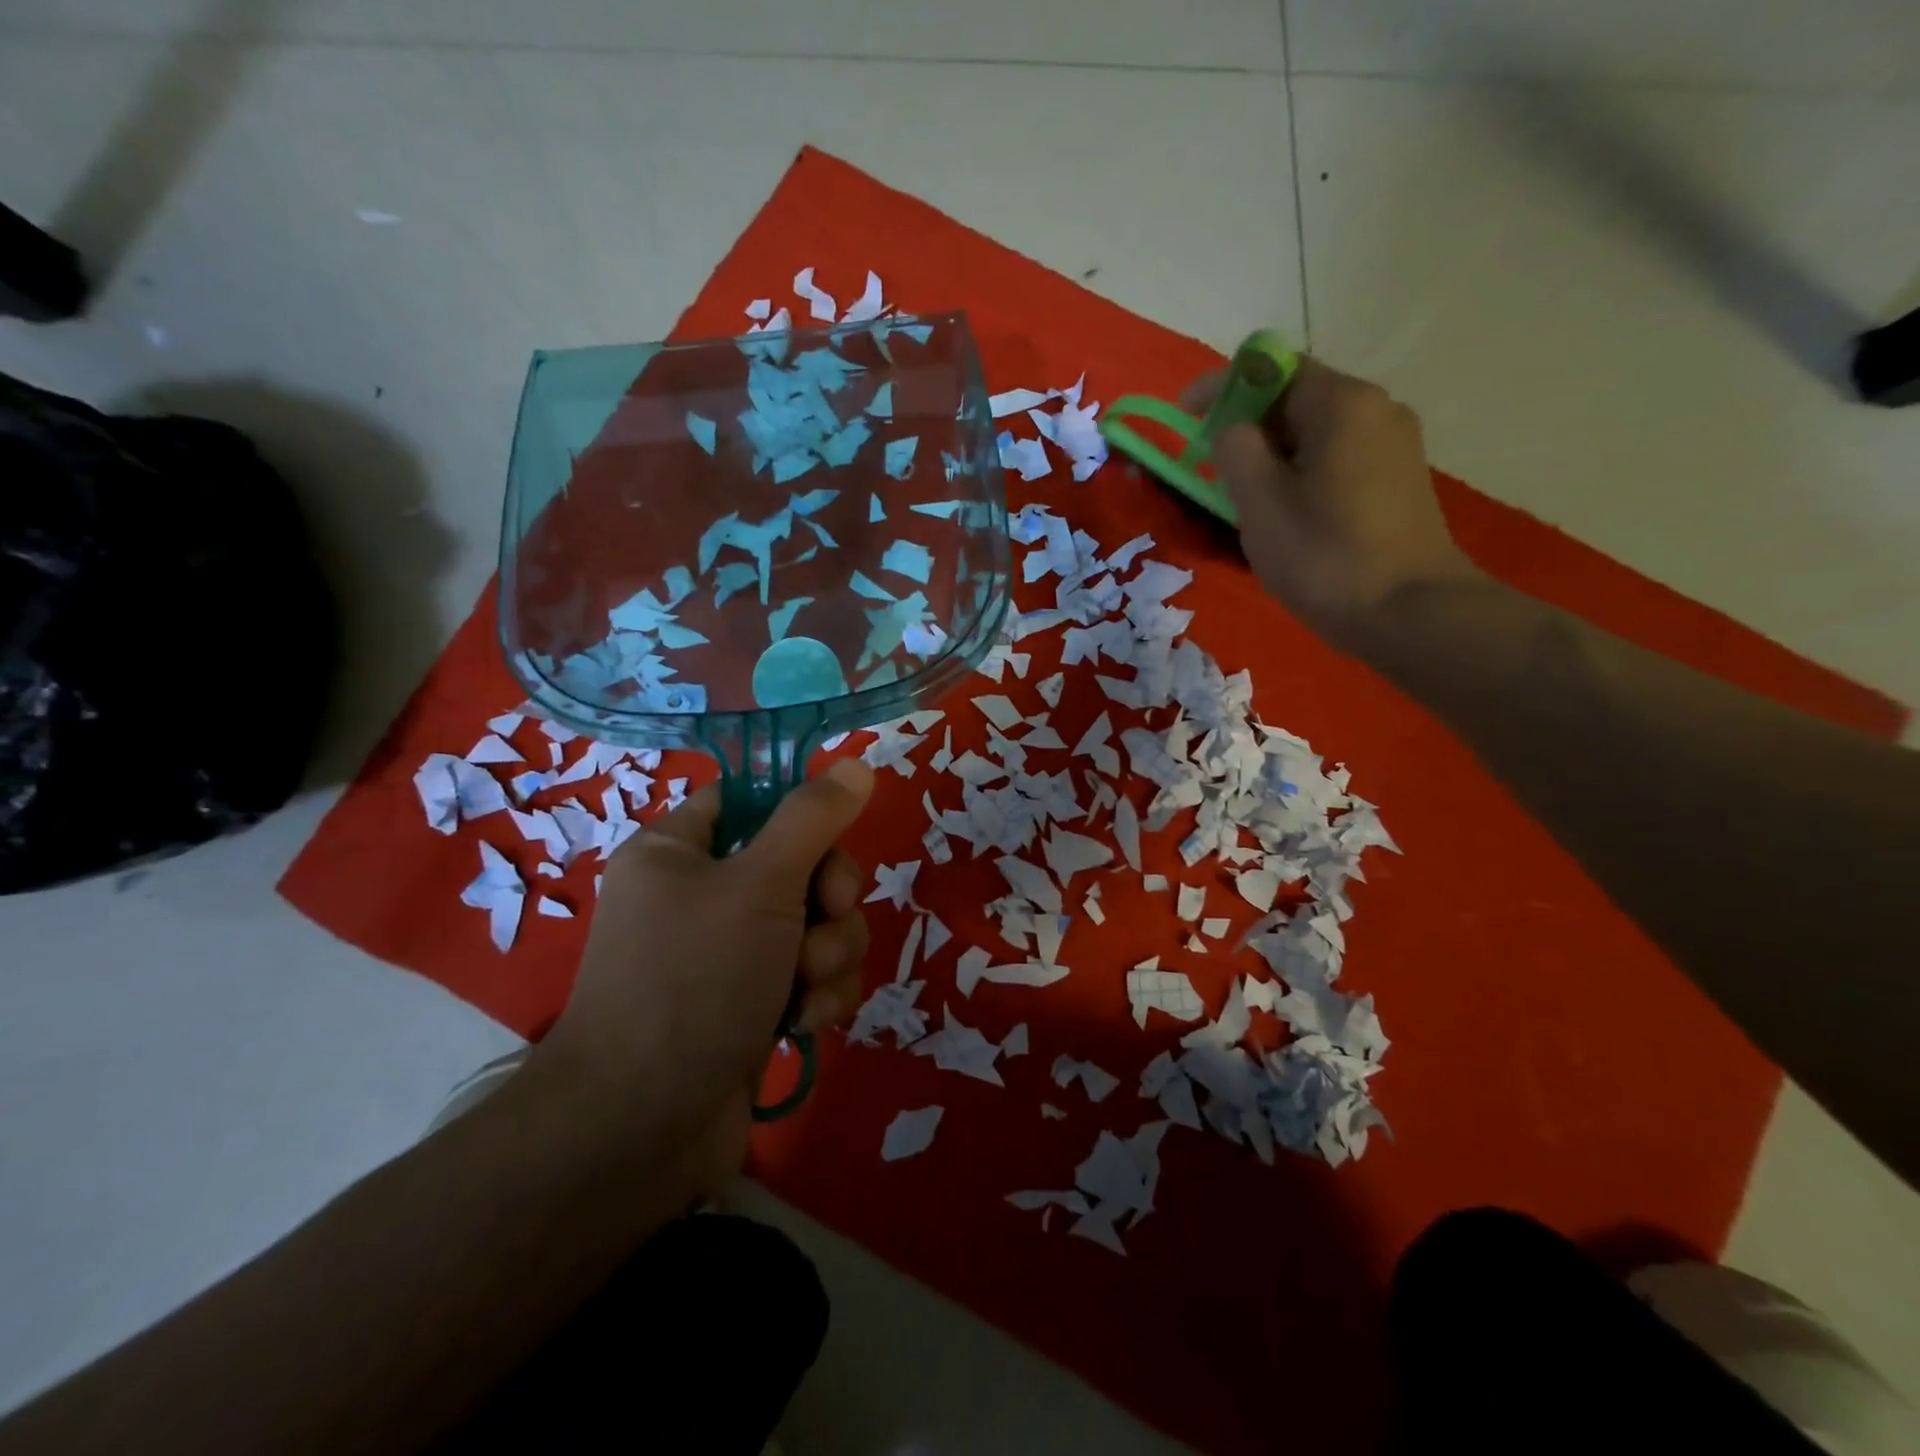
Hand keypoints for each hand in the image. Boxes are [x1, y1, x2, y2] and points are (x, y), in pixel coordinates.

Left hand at [534, 759, 875, 1143]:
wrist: (642, 1129)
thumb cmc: (693, 980)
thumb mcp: (759, 884)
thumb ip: (813, 819)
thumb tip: (857, 763)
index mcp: (680, 850)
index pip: (751, 800)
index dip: (799, 814)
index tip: (829, 839)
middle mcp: (703, 895)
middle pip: (801, 864)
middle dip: (829, 898)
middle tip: (824, 918)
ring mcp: (732, 954)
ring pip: (819, 923)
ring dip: (830, 953)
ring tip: (806, 988)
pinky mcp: (757, 1004)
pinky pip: (814, 975)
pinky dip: (820, 995)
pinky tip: (807, 1023)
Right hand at [1186, 357, 1483, 643]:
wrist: (1409, 613)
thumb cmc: (1325, 556)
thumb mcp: (1260, 503)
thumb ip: (1235, 450)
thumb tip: (1232, 429)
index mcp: (1341, 403)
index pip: (1271, 369)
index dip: (1221, 387)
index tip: (1183, 416)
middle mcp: (1376, 409)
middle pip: (1295, 399)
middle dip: (1246, 426)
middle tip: (1211, 469)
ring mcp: (1394, 445)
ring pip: (1315, 433)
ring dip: (1272, 454)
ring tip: (1245, 499)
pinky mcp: (1398, 480)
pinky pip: (1336, 458)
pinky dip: (1301, 471)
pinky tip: (1287, 513)